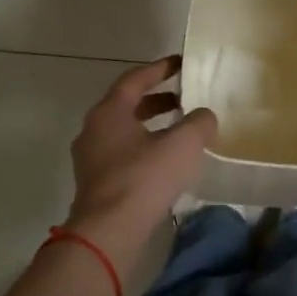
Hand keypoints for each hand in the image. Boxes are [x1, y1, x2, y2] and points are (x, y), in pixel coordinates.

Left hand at [65, 58, 217, 266]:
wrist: (108, 232)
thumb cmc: (144, 178)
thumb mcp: (182, 144)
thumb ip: (199, 123)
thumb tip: (205, 116)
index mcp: (109, 112)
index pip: (134, 79)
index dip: (160, 69)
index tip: (181, 63)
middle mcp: (94, 130)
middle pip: (127, 105)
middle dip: (157, 100)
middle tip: (184, 99)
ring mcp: (91, 159)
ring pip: (125, 132)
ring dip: (152, 127)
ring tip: (180, 132)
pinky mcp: (96, 183)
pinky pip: (123, 155)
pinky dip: (145, 149)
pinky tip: (166, 163)